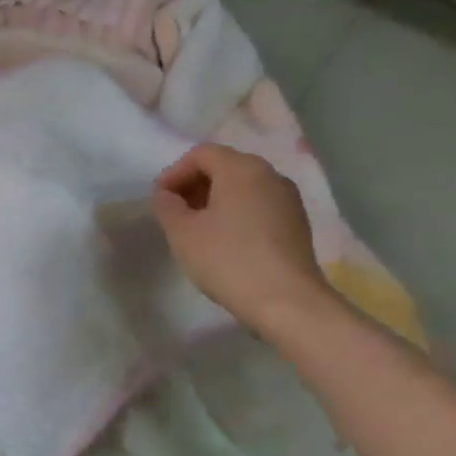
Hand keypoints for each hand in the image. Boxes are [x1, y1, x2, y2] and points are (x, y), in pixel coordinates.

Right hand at [152, 143, 338, 338]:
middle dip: (195, 184)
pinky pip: (258, 205)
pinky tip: (224, 240)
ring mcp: (288, 199)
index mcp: (242, 169)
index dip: (175, 172)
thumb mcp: (183, 233)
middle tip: (175, 211)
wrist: (287, 302)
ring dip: (215, 199)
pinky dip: (236, 213)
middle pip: (225, 166)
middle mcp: (270, 175)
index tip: (159, 198)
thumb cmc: (228, 260)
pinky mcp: (296, 224)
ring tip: (197, 228)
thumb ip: (167, 206)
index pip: (201, 154)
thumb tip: (167, 195)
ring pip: (243, 187)